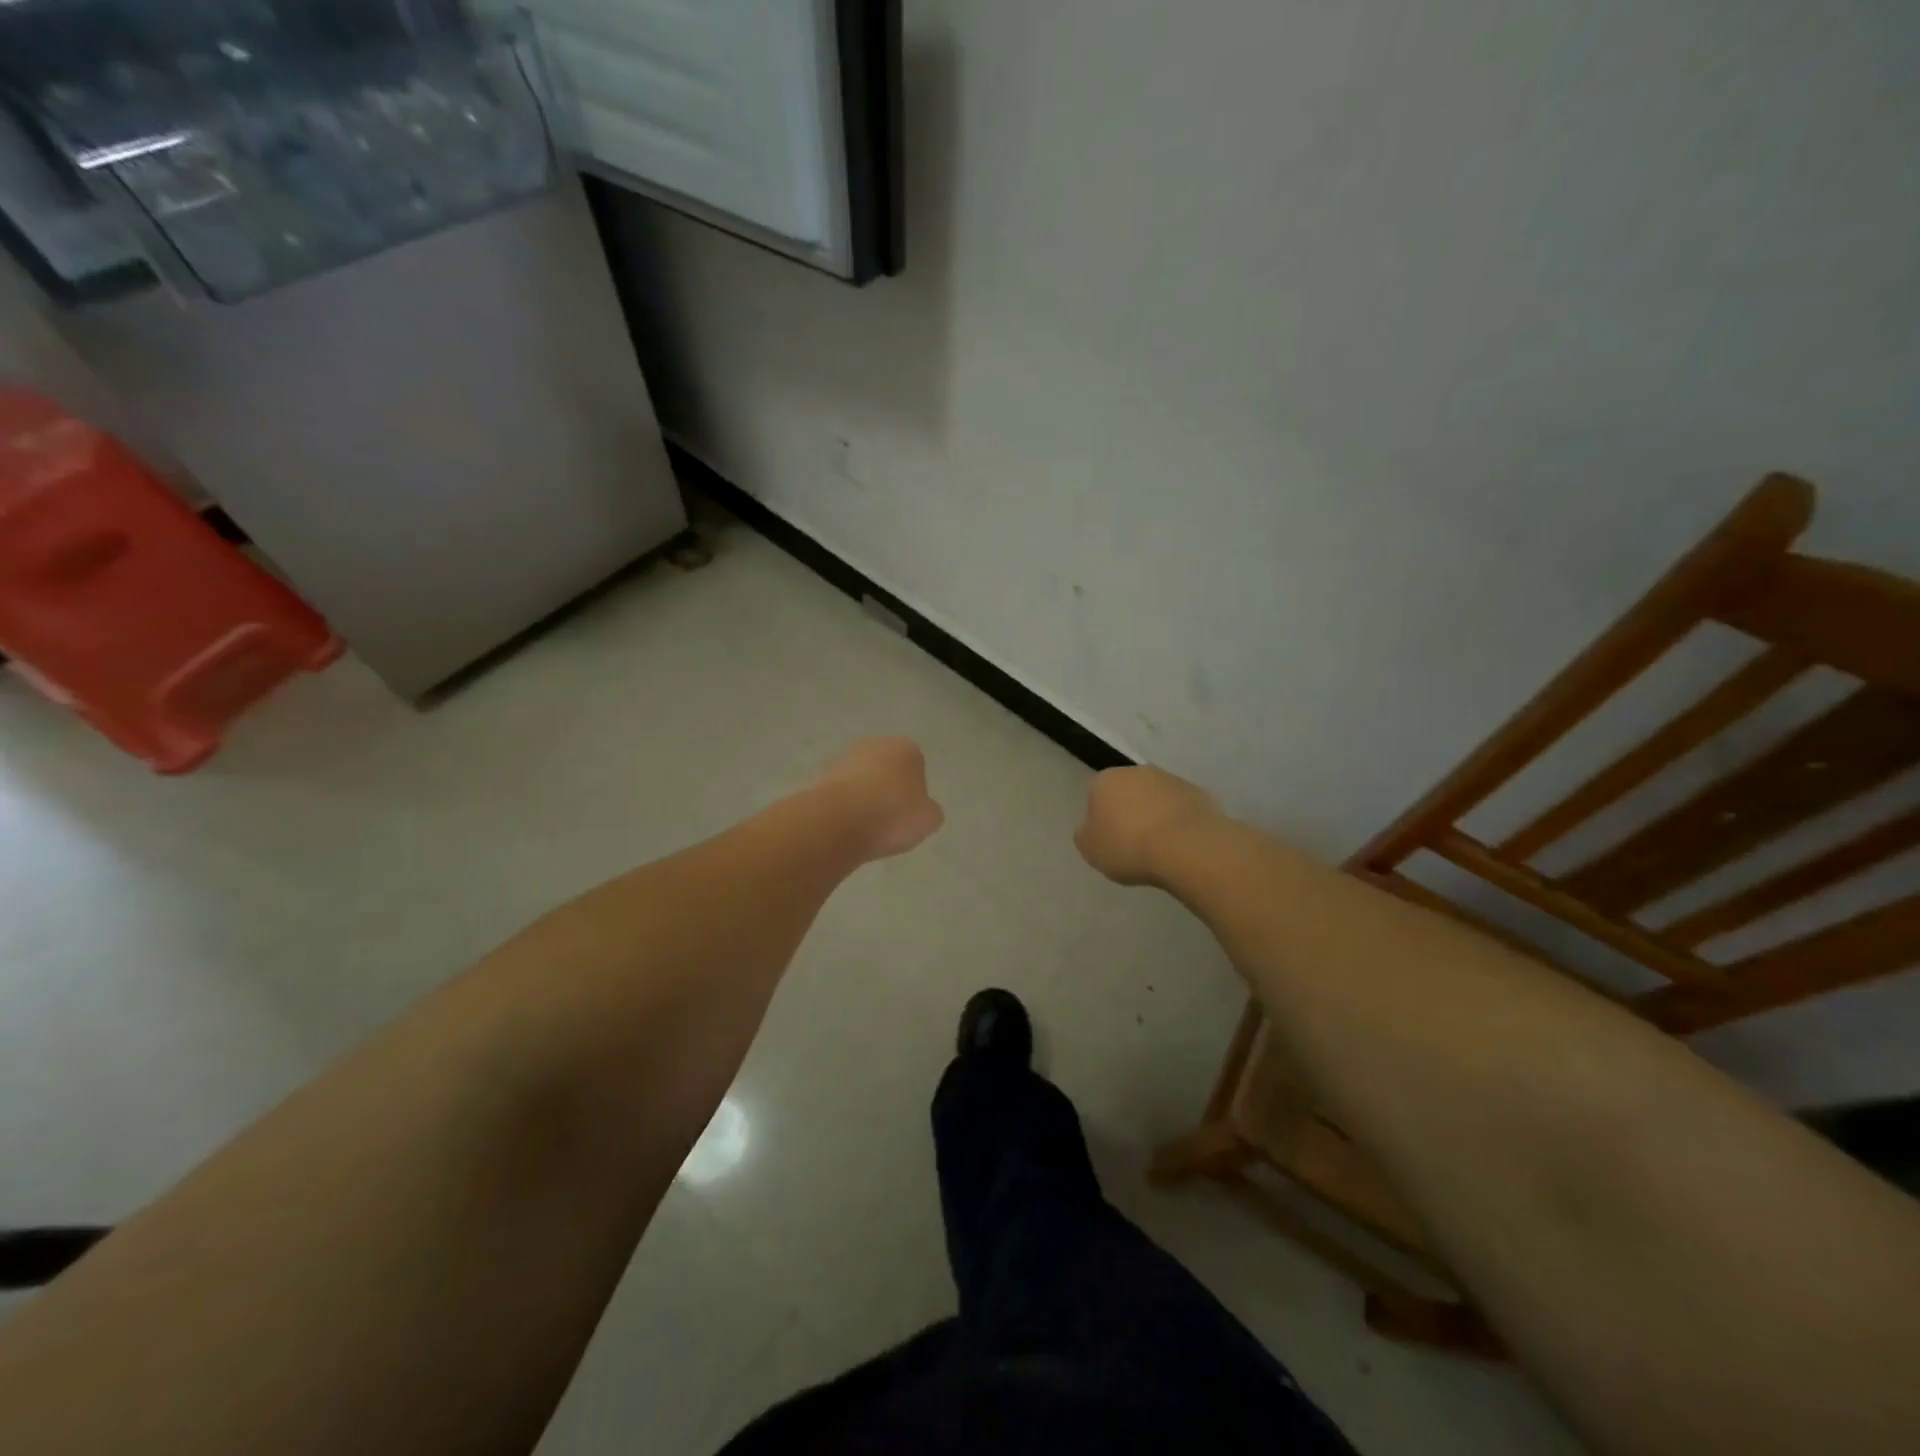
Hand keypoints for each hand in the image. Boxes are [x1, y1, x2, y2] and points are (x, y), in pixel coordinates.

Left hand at [813, 738, 944, 861]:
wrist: (837, 822)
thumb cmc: (892, 815)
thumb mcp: (928, 820)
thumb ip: (929, 811)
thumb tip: (922, 809)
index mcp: (907, 748)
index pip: (917, 767)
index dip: (914, 792)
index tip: (909, 814)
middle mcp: (875, 744)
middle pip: (886, 769)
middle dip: (887, 790)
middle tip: (889, 821)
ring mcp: (844, 758)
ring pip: (861, 780)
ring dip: (863, 798)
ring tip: (865, 828)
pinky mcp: (820, 776)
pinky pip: (840, 794)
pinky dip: (843, 807)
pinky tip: (845, 828)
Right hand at [1075, 766, 1223, 886]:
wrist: (1187, 847)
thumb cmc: (1129, 847)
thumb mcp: (1091, 850)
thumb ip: (1086, 834)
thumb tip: (1092, 828)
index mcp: (1105, 780)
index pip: (1095, 794)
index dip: (1100, 817)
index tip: (1107, 839)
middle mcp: (1136, 771)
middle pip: (1127, 791)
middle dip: (1128, 810)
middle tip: (1132, 841)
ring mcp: (1170, 779)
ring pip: (1156, 797)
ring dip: (1155, 814)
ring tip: (1160, 846)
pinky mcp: (1198, 792)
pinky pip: (1180, 808)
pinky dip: (1179, 821)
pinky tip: (1181, 844)